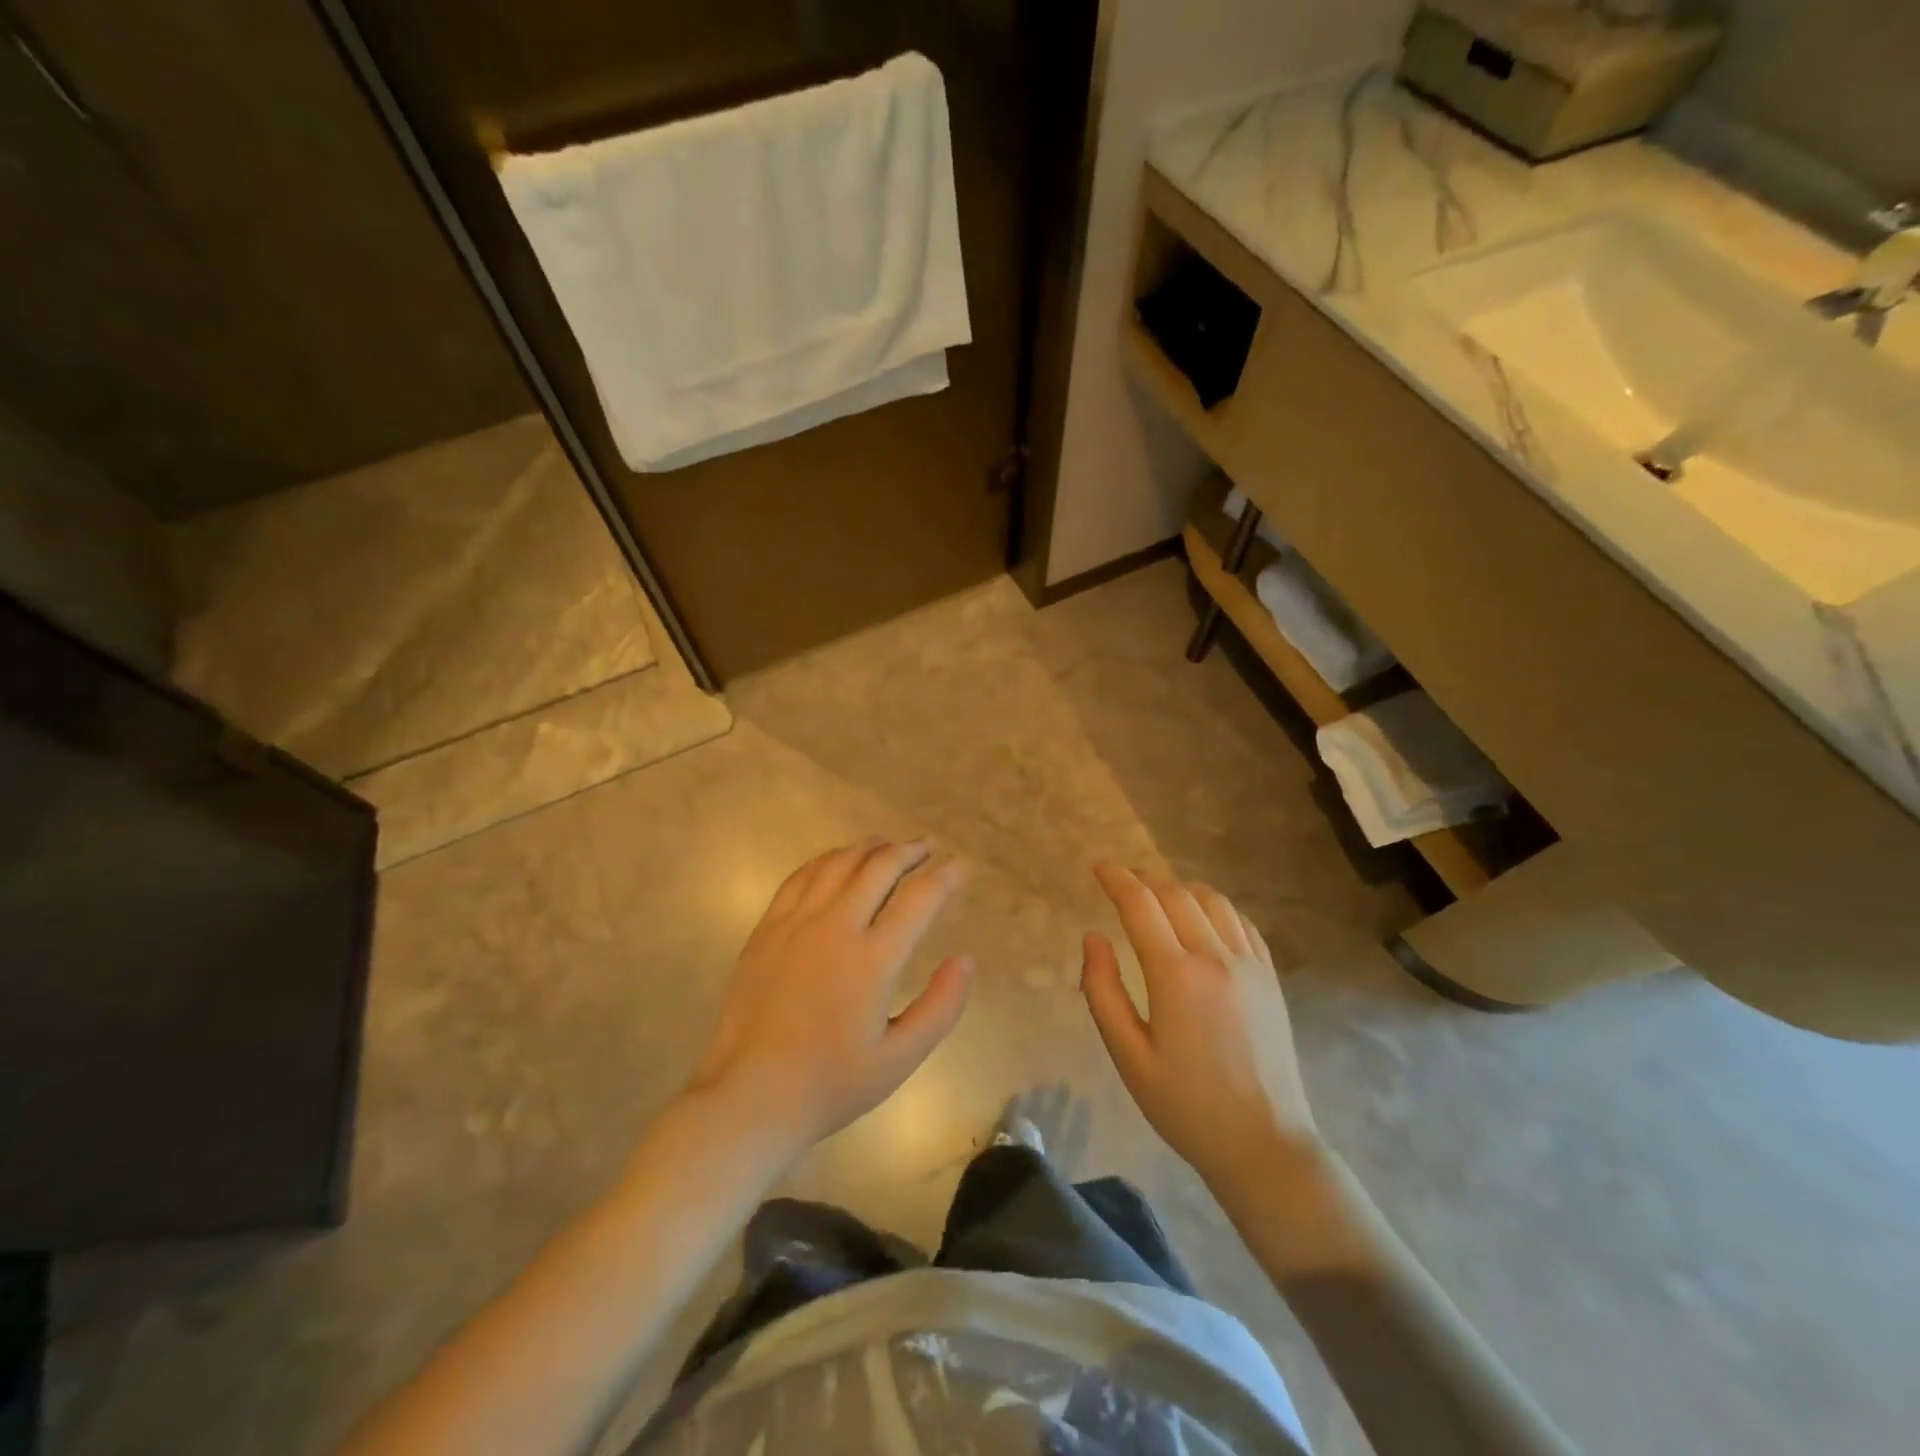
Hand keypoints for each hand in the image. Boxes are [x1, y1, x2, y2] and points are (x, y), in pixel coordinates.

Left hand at [689, 839, 972, 1155]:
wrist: (749, 1097)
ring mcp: (795, 923)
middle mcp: (835, 927)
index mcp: (872, 960)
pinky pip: (800, 877)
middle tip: (929, 846)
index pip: (919, 899)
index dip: (945, 877)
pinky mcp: (767, 928)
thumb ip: (941, 1007)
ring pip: (838, 864)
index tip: (960, 866)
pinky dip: (826, 860)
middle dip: (910, 851)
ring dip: (869, 848)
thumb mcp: (899, 1059)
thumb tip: (965, 960)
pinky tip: (836, 860)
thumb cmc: (830, 1084)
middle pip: (879, 868)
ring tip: (888, 844)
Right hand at [1080, 866, 1318, 1185]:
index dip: (1117, 879)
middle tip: (1122, 883)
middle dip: (1144, 880)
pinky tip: (1202, 918)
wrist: (1264, 1144)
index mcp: (1176, 975)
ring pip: (1212, 900)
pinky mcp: (1271, 977)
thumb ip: (1103, 992)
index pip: (1141, 904)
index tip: (1099, 868)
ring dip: (1180, 888)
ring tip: (1159, 896)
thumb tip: (1093, 938)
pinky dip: (1215, 907)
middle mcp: (1215, 957)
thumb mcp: (1128, 1057)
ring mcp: (1250, 964)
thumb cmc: (1186, 1106)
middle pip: (1175, 894)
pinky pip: (1241, 922)